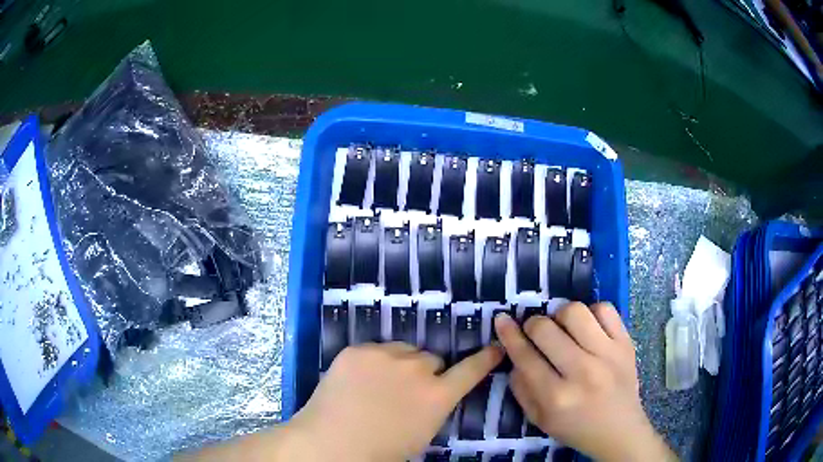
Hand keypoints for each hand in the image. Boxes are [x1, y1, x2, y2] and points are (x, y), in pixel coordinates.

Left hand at [285, 342, 501, 461]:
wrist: (331, 443)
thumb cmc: (380, 451)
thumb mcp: (421, 435)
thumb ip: (433, 408)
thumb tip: (430, 395)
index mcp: (437, 396)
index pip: (470, 370)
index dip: (484, 358)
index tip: (496, 346)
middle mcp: (416, 369)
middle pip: (431, 359)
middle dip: (425, 372)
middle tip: (405, 391)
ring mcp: (384, 355)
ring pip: (403, 351)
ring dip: (399, 363)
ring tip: (379, 384)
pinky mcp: (357, 350)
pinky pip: (374, 350)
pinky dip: (372, 362)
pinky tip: (357, 380)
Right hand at [495, 302, 675, 461]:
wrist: (619, 430)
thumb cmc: (575, 428)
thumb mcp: (539, 419)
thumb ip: (521, 388)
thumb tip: (515, 354)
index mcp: (556, 397)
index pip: (524, 356)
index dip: (509, 334)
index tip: (501, 320)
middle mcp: (582, 372)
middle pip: (546, 329)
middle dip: (533, 326)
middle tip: (536, 332)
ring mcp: (608, 354)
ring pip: (575, 311)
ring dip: (561, 316)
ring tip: (564, 327)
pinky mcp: (626, 343)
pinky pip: (605, 309)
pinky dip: (592, 313)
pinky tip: (589, 327)